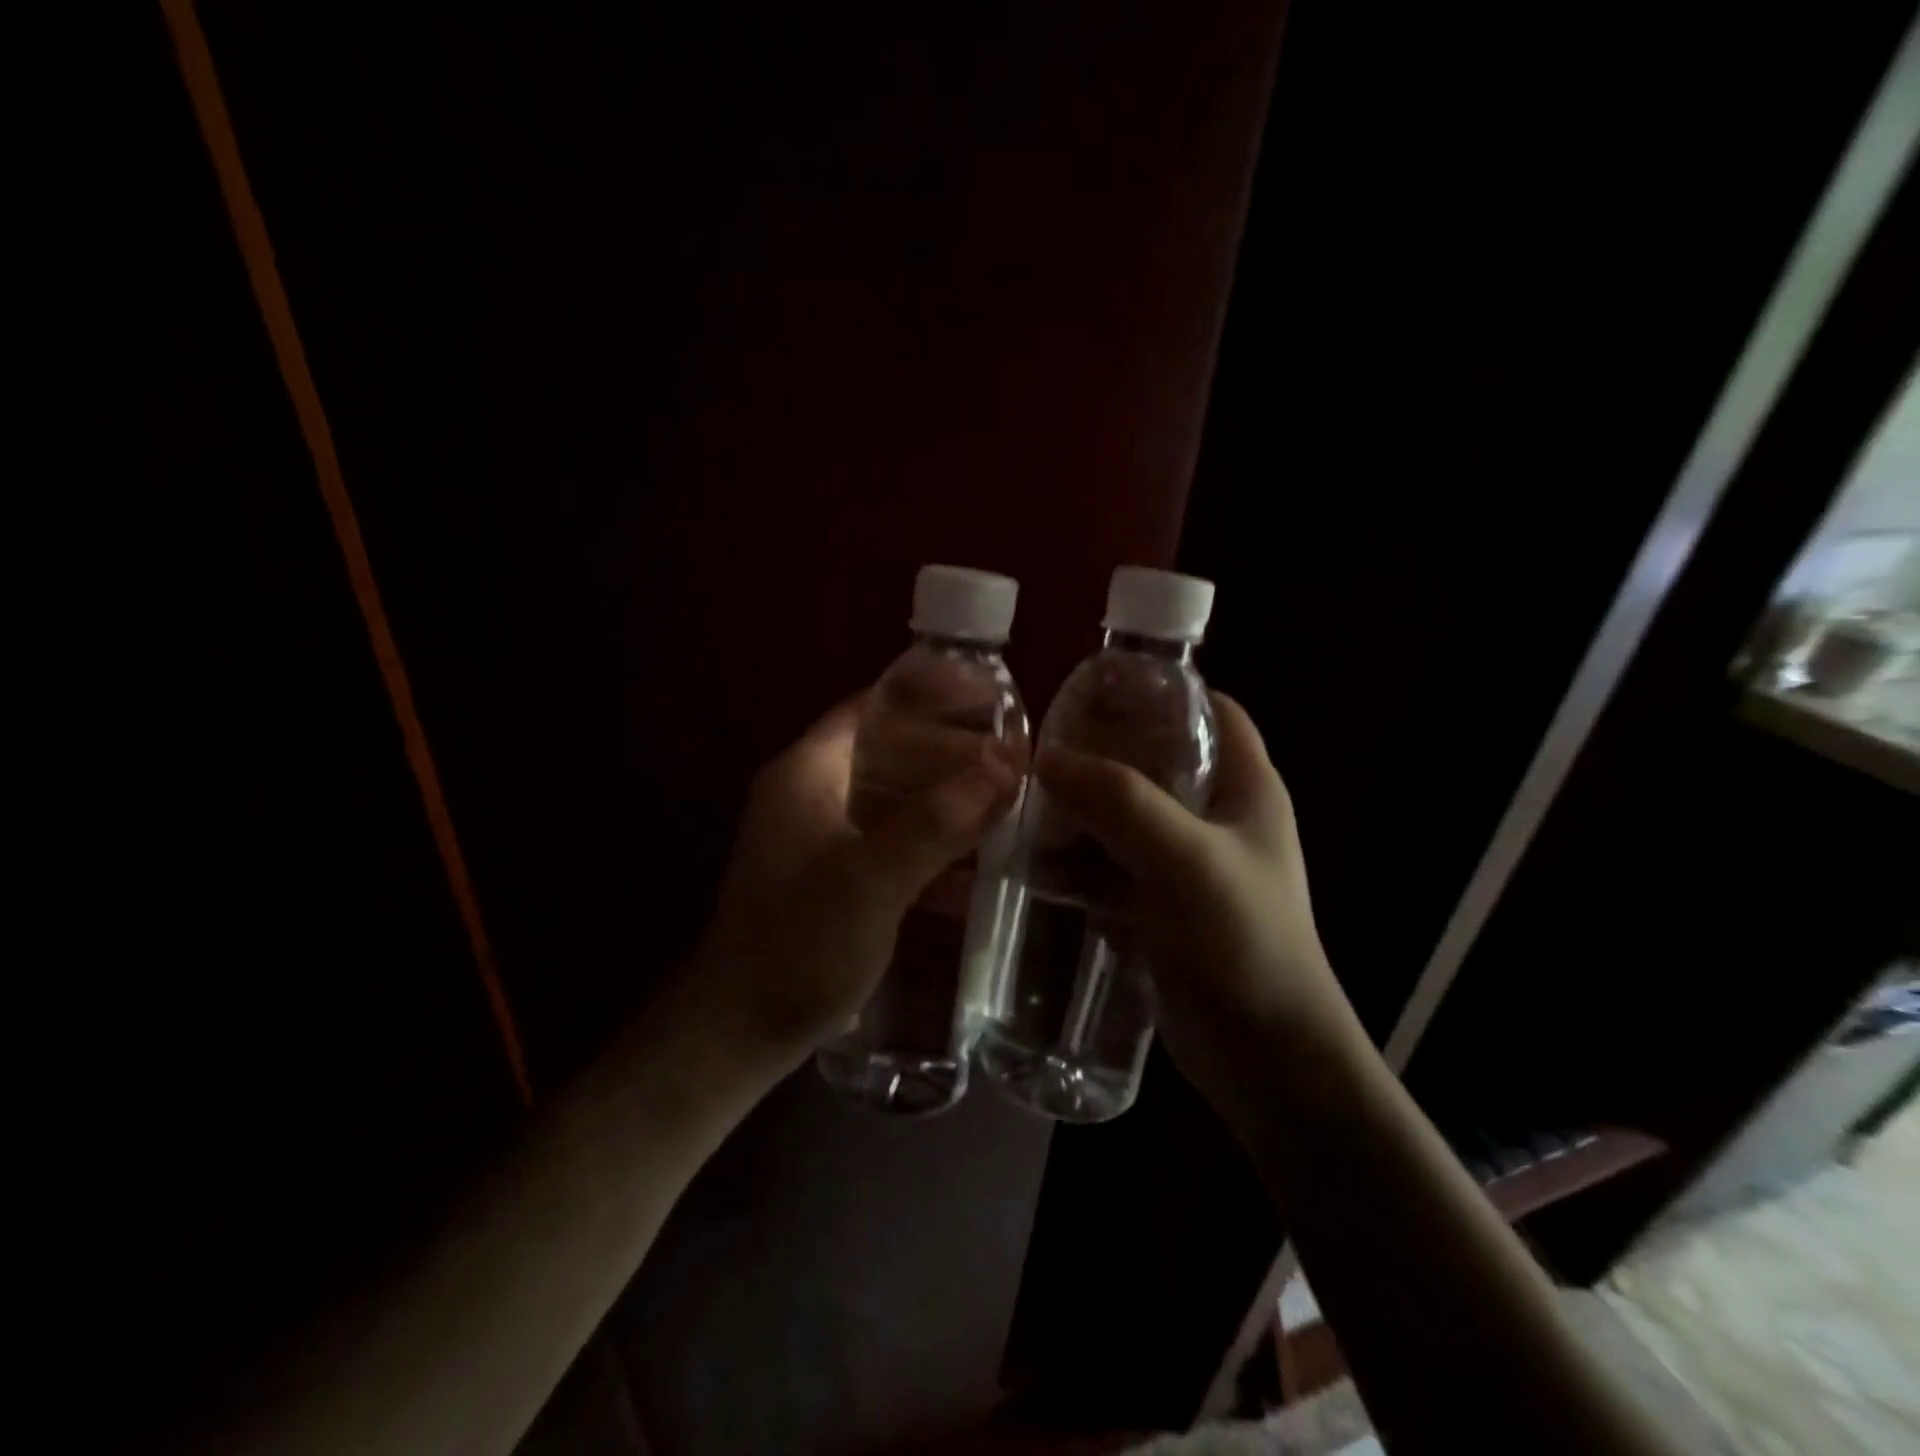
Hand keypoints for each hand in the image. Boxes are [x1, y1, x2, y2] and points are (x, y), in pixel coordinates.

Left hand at [686, 695, 1019, 1072]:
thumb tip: (1005, 760)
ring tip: (1005, 805)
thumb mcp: (874, 877)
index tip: (988, 697)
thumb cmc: (801, 942)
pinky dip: (928, 848)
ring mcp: (818, 839)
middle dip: (949, 753)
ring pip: (893, 801)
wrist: (739, 1031)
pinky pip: (889, 845)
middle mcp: (810, 794)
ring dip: (945, 802)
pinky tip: (973, 871)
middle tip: (1012, 758)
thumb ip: (939, 818)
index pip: (872, 705)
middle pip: (887, 751)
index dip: (928, 693)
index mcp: (808, 772)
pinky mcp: (830, 880)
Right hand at [1033, 693, 1358, 1114]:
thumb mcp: (1184, 858)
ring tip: (1020, 811)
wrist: (1267, 1058)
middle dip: (1098, 756)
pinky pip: (1109, 871)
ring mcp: (1185, 867)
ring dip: (1076, 816)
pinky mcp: (1159, 909)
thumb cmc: (1243, 941)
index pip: (1211, 712)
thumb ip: (1120, 801)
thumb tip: (1048, 757)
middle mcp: (1216, 819)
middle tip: (1039, 752)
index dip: (1162, 691)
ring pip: (1122, 819)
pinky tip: (1031, 870)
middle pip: (1153, 763)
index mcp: (1245, 788)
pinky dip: (1075, 867)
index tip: (1099, 687)